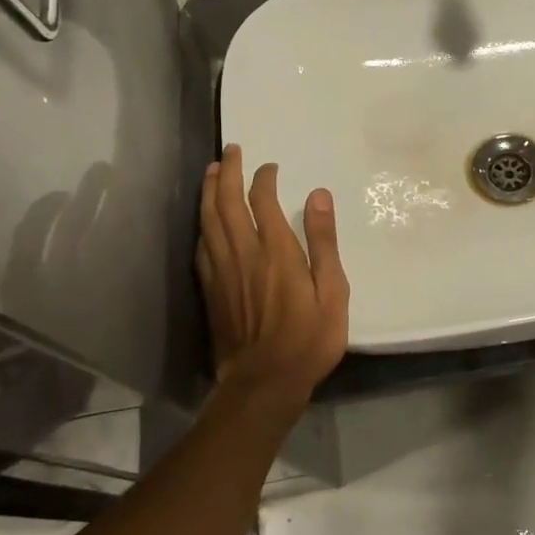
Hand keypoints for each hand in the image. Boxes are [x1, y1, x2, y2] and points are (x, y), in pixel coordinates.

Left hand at [195, 144, 348, 397]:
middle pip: (227, 203)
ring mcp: (222, 272)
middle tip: (231, 151)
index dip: (264, 178)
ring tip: (212, 172)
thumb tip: (318, 195)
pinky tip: (205, 220)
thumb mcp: (333, 290)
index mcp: (276, 251)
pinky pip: (202, 247)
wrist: (265, 382)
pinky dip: (202, 225)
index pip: (263, 201)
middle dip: (227, 173)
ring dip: (209, 192)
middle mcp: (244, 254)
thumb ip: (324, 241)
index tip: (270, 166)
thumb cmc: (309, 338)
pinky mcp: (211, 291)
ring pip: (208, 221)